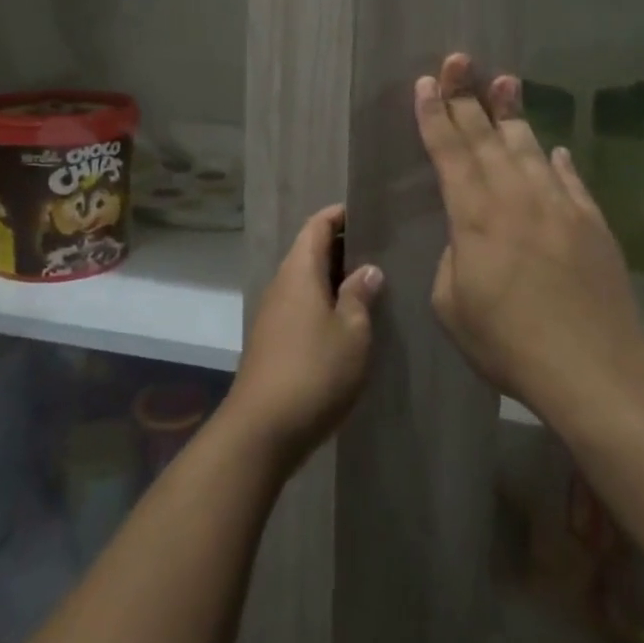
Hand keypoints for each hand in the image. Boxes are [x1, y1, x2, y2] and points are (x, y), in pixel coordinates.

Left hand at [223, 205, 380, 469]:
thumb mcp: (352, 332)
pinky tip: (348, 320)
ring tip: (371, 283)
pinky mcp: (273, 340)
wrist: (262, 430)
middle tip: (380, 249)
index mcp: (299, 272)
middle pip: (309, 251)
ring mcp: (274, 313)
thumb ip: (360, 296)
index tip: (367, 213)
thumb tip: (367, 269)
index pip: (316, 226)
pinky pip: (301, 305)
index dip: (339, 215)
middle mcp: (282, 284)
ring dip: (334, 277)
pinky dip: (324, 301)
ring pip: (306, 280)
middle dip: (342, 246)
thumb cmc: (314, 371)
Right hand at [415, 53, 643, 418]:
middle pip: (485, 136)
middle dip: (466, 95)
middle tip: (458, 59)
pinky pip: (569, 180)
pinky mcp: (592, 223)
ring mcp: (558, 205)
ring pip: (528, 147)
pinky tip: (551, 148)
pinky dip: (555, 161)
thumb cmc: (508, 342)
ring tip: (505, 81)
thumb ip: (452, 260)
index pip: (448, 152)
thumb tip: (468, 240)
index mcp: (474, 215)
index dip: (433, 115)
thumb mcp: (451, 306)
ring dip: (512, 114)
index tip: (424, 83)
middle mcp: (515, 196)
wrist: (593, 366)